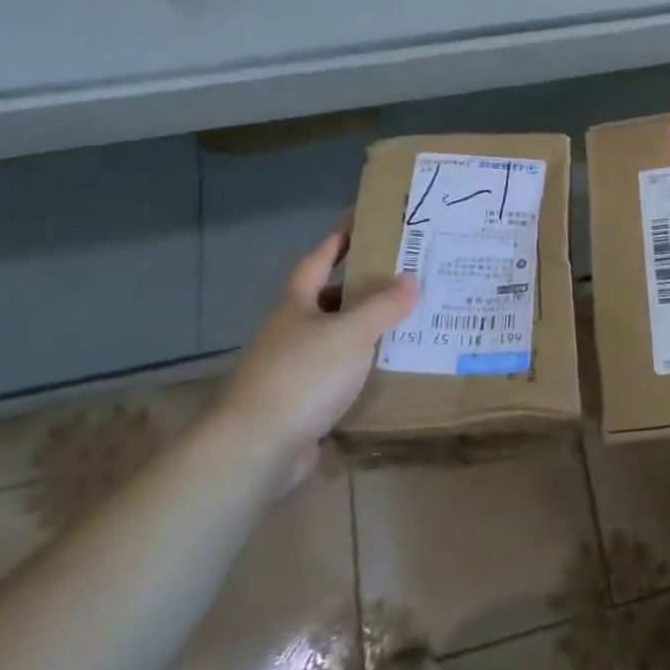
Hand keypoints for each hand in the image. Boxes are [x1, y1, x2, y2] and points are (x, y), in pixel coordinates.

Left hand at [217, 221, 418, 484]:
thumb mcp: (351, 333)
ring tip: (406, 322)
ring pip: (336, 340)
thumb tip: (412, 280)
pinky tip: (388, 370)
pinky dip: (362, 370)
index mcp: (296, 306)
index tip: (360, 220)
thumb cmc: (303, 376)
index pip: (318, 260)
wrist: (257, 449)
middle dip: (361, 288)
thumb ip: (383, 306)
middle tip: (403, 276)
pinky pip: (339, 377)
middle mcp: (291, 333)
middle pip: (328, 300)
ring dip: (365, 331)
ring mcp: (292, 371)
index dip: (338, 239)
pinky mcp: (301, 405)